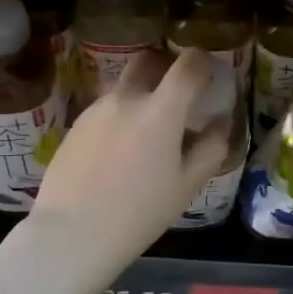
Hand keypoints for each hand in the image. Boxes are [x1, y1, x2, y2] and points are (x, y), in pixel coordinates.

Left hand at [30, 47, 232, 274]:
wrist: (71, 234)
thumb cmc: (138, 213)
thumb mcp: (186, 186)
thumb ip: (211, 149)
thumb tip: (221, 123)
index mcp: (161, 110)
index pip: (188, 64)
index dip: (204, 60)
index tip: (210, 71)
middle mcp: (127, 98)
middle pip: (148, 60)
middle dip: (166, 66)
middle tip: (178, 92)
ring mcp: (97, 109)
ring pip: (125, 87)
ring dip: (141, 95)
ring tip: (147, 132)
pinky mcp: (76, 124)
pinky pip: (106, 108)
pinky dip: (120, 116)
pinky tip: (119, 150)